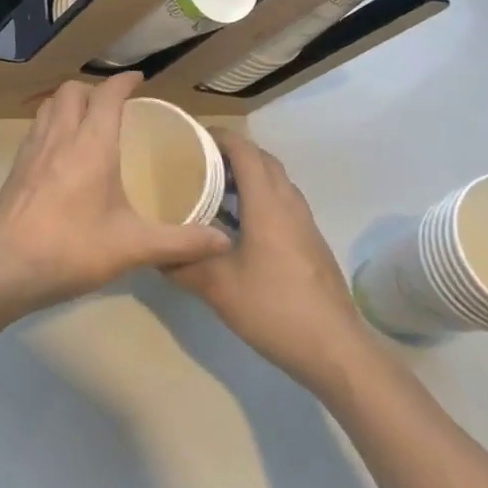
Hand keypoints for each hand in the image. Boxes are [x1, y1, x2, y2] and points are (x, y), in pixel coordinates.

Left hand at [0, 73, 229, 312]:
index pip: (107, 95)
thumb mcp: (133, 247)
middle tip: (114, 105)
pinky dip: (52, 123)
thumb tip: (222, 241)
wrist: (6, 267)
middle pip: (72, 90)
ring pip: (49, 105)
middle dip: (94, 88)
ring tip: (87, 120)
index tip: (139, 79)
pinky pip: (36, 127)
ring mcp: (32, 149)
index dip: (123, 82)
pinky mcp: (16, 166)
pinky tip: (62, 151)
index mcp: (91, 145)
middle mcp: (60, 137)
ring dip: (69, 102)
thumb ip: (180, 243)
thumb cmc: (72, 249)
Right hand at [170, 133, 378, 394]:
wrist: (336, 350)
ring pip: (276, 183)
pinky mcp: (310, 244)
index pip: (245, 150)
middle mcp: (289, 205)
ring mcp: (305, 225)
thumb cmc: (274, 309)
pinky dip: (259, 200)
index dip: (219, 136)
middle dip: (231, 153)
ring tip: (212, 189)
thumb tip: (152, 252)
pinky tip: (236, 227)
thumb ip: (182, 265)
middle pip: (263, 161)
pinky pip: (282, 205)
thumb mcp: (217, 287)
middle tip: (196, 162)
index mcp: (268, 204)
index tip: (189, 137)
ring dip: (248, 177)